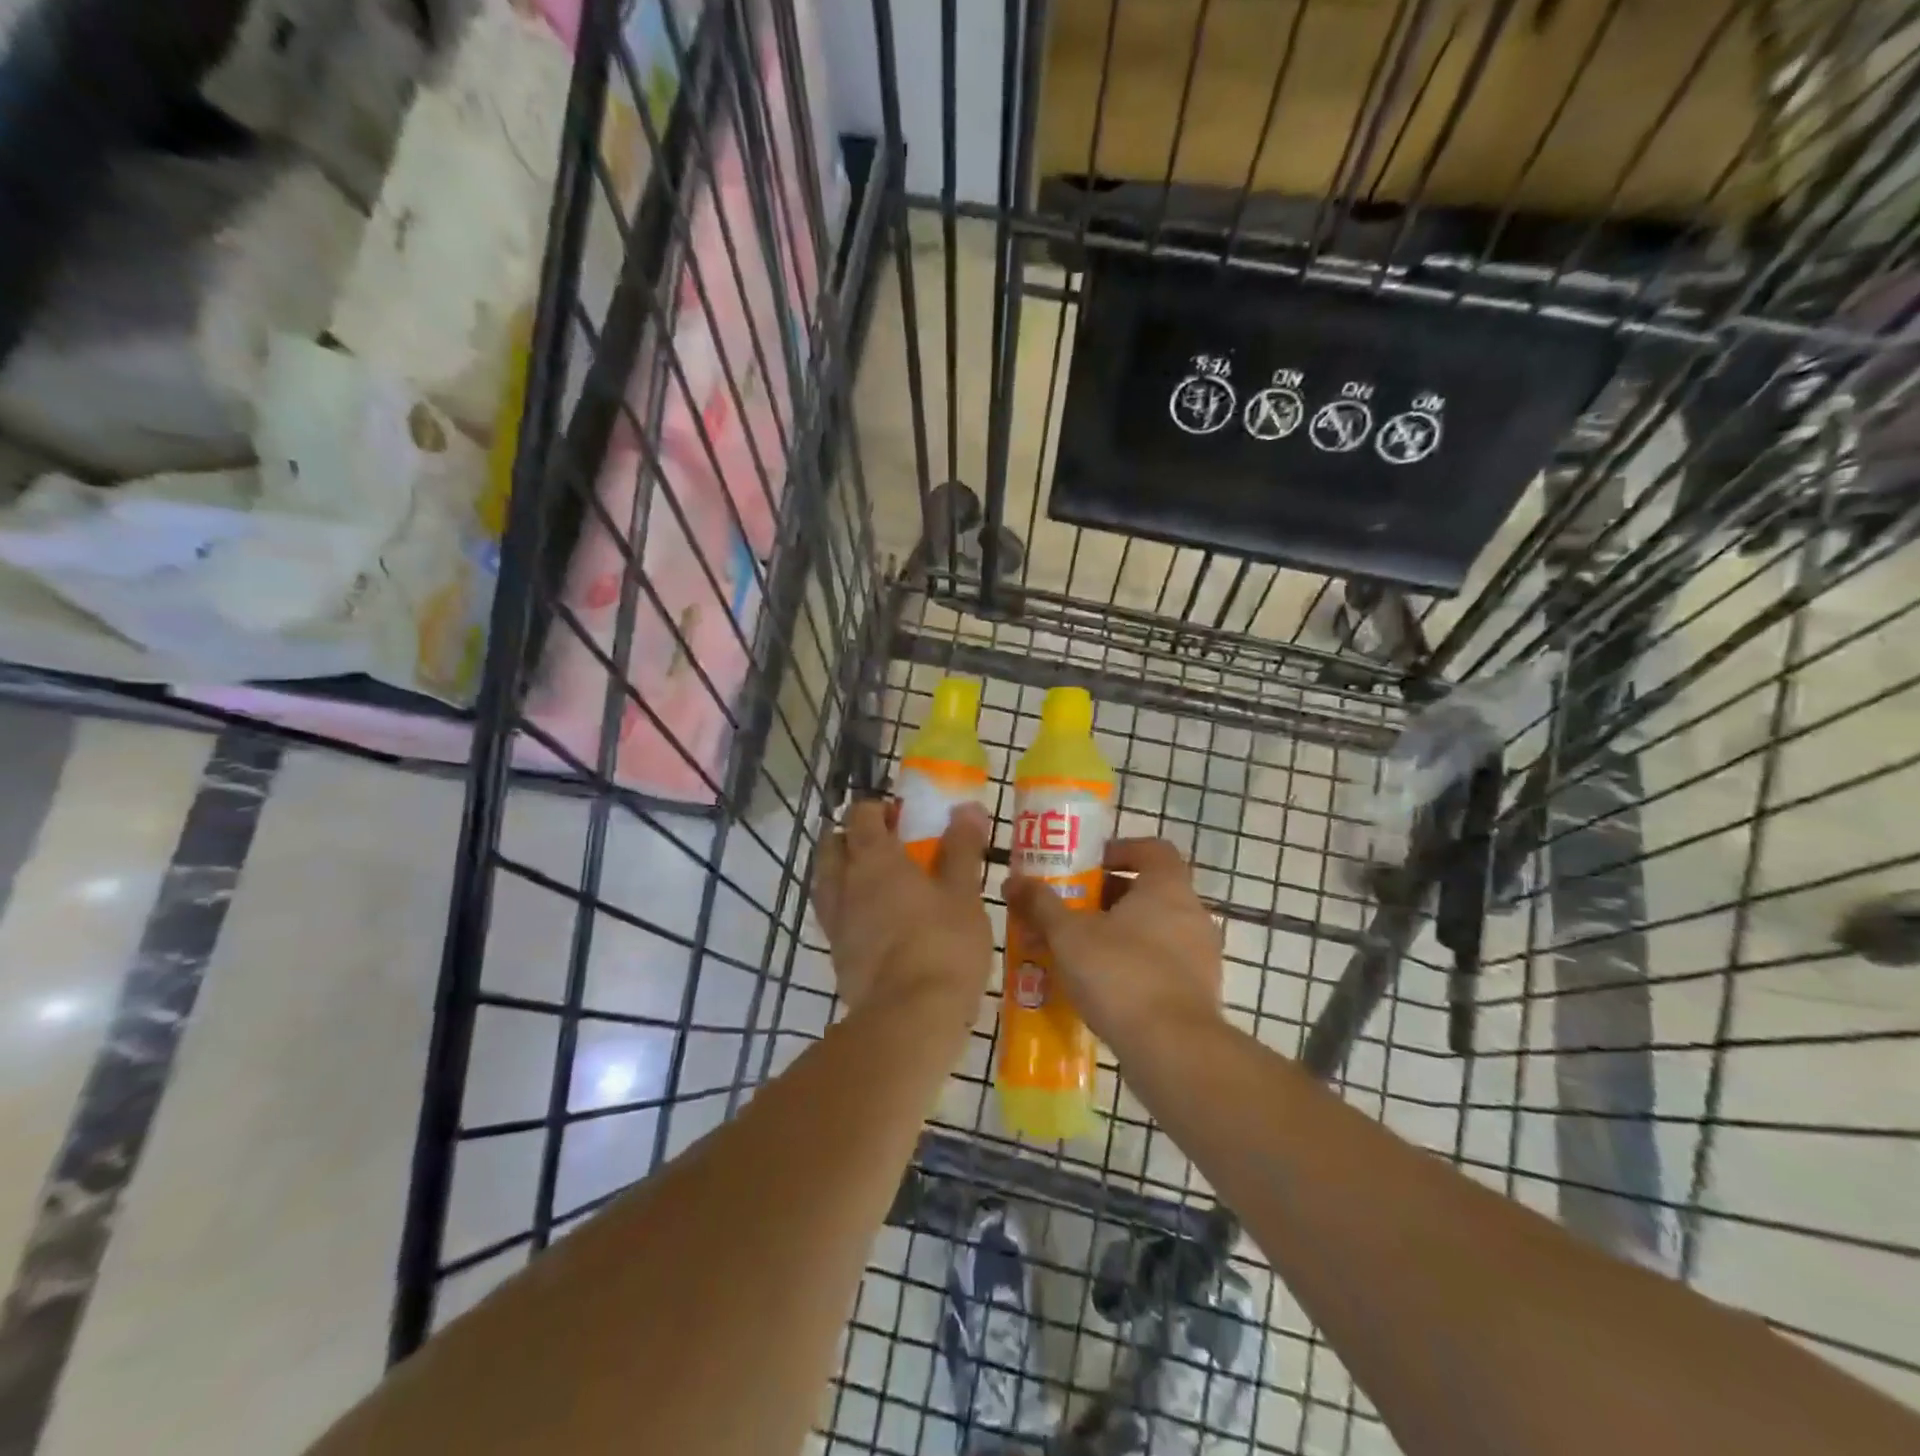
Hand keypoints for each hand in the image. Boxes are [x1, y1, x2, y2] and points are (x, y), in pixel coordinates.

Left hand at [812, 799, 993, 1018]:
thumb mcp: (964, 893)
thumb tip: (966, 807)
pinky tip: (874, 921)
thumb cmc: (943, 944)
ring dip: (843, 871)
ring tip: (876, 881)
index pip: (860, 815)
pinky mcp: (837, 955)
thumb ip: (962, 848)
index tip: (900, 816)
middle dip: (852, 837)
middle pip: (832, 845)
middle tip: (886, 845)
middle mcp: (845, 884)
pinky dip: (848, 907)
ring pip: (826, 882)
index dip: (877, 809)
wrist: (910, 1017)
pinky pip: (834, 917)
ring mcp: (836, 921)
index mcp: (874, 859)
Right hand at [1005, 838, 1222, 1055]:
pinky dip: (1133, 966)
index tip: (1087, 866)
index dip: (1119, 851)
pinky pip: (1162, 965)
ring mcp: (1201, 955)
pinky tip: (1100, 988)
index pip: (1151, 849)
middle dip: (1106, 898)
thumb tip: (1012, 881)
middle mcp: (1192, 914)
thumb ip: (1041, 904)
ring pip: (1153, 930)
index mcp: (1167, 887)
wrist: (1173, 1050)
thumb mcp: (1069, 935)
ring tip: (1077, 952)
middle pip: (1147, 891)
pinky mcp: (1199, 993)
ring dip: (1117, 934)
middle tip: (1070, 911)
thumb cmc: (1120, 974)